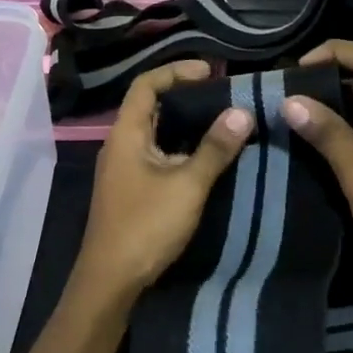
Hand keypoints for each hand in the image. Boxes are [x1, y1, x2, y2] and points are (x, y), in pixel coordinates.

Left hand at [69, 61, 252, 302]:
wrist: (111, 280)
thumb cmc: (146, 226)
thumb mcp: (187, 184)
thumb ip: (215, 148)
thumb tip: (242, 112)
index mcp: (126, 134)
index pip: (146, 85)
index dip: (176, 71)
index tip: (211, 71)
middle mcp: (120, 144)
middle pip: (150, 106)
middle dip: (184, 96)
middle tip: (222, 95)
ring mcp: (123, 168)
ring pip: (155, 132)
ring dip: (184, 124)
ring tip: (221, 121)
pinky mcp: (130, 189)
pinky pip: (156, 154)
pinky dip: (179, 147)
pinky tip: (205, 158)